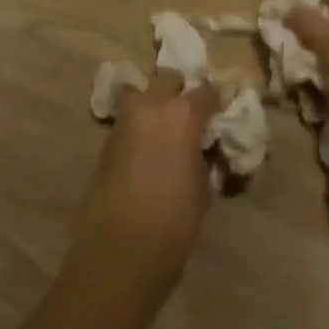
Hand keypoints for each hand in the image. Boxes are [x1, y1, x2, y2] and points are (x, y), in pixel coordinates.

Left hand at [75, 70, 220, 285]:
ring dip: (156, 106)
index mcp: (183, 113)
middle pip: (169, 79)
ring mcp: (125, 119)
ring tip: (165, 131)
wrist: (120, 249)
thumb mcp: (204, 186)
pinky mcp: (107, 139)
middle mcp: (152, 105)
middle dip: (181, 92)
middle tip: (190, 116)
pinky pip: (129, 120)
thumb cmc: (174, 220)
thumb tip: (204, 148)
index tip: (221, 115)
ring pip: (144, 95)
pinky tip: (147, 148)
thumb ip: (205, 156)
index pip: (208, 91)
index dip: (217, 102)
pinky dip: (140, 126)